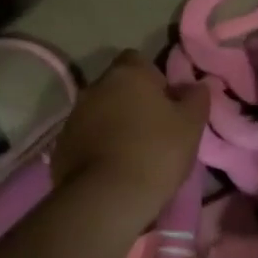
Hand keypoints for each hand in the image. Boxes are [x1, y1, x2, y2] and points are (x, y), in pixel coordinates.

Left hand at [51, 51, 207, 212]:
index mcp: (127, 73)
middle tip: (153, 130)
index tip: (167, 104)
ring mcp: (74, 116)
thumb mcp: (191, 124)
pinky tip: (113, 169)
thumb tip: (196, 85)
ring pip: (100, 112)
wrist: (107, 198)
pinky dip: (98, 146)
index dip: (154, 79)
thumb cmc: (156, 151)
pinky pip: (86, 138)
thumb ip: (196, 98)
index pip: (139, 60)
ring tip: (133, 153)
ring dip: (114, 124)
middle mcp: (95, 86)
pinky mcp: (61, 146)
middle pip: (117, 86)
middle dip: (132, 101)